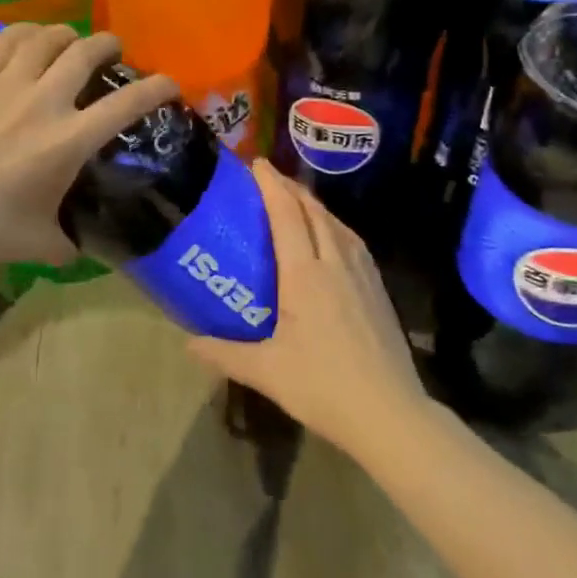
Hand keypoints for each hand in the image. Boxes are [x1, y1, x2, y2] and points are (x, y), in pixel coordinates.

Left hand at [0, 25, 178, 271]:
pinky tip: (28, 39)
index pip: (126, 104)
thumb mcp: (40, 243)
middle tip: (113, 50)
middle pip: (86, 52)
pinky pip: (4, 40)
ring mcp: (3, 85)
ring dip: (67, 34)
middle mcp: (43, 102)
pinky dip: (26, 33)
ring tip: (70, 40)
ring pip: (46, 38)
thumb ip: (69, 242)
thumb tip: (81, 247)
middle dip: (109, 45)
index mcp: (68, 141)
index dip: (157, 87)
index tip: (170, 82)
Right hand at [187, 161, 424, 456]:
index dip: (271, 185)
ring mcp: (362, 275)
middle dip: (291, 188)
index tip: (256, 164)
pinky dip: (335, 226)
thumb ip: (223, 353)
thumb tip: (186, 343)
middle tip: (268, 178)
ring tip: (297, 201)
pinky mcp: (378, 290)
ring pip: (337, 224)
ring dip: (314, 205)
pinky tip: (331, 238)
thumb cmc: (323, 387)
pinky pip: (353, 242)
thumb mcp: (266, 371)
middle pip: (313, 211)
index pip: (287, 215)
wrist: (390, 413)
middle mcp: (335, 263)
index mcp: (305, 274)